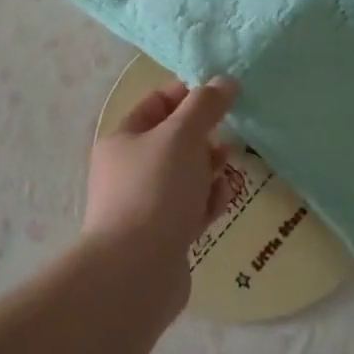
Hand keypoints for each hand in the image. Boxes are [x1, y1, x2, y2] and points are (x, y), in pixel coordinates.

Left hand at [84, 78, 239, 297]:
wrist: (137, 272)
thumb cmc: (156, 189)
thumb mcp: (182, 135)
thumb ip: (205, 105)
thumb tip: (225, 81)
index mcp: (123, 139)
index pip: (157, 103)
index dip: (189, 95)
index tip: (223, 95)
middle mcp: (129, 170)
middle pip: (174, 141)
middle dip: (205, 136)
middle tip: (230, 135)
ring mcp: (146, 205)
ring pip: (186, 176)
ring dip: (210, 169)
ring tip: (228, 168)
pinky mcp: (163, 236)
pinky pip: (191, 208)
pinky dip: (208, 201)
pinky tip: (220, 201)